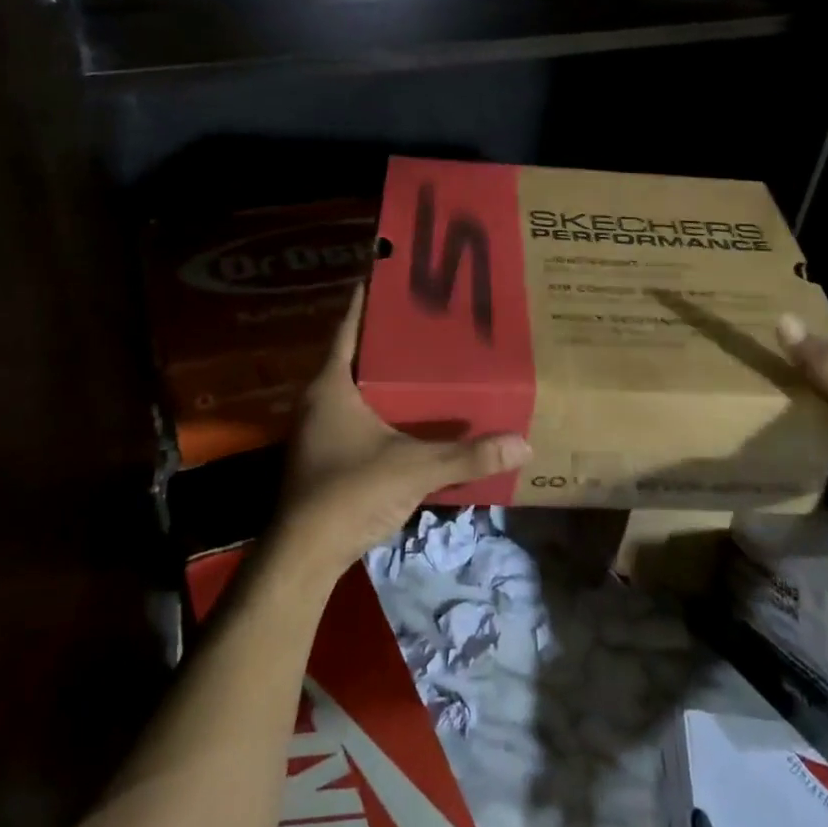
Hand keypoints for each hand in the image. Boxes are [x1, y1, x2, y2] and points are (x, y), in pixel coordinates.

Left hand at [274, 287, 530, 574]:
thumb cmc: (350, 492)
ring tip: (427, 355)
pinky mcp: (326, 453)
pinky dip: (382, 403)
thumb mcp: (414, 468)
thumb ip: (467, 456)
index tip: (392, 271)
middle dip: (387, 334)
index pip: (349, 325)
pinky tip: (412, 410)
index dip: (367, 297)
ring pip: (356, 384)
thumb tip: (523, 443)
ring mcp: (320, 428)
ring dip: (385, 371)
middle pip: (355, 352)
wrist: (304, 556)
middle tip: (429, 314)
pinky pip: (357, 411)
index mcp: (332, 384)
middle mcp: (320, 398)